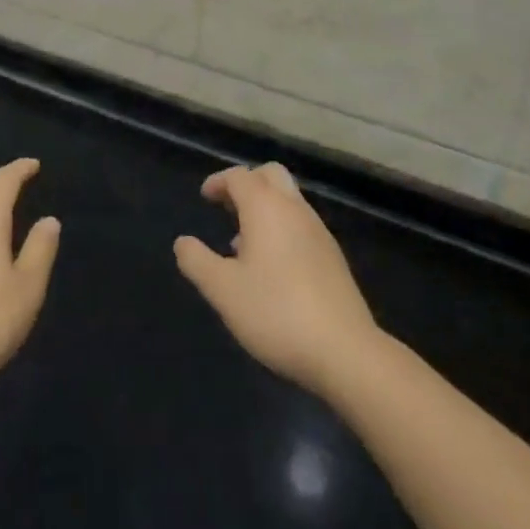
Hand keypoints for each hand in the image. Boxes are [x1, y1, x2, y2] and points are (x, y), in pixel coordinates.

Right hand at [174, 163, 380, 397]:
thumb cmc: (276, 312)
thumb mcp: (223, 290)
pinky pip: (301, 225)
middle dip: (247, 184)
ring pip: (289, 201)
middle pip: (271, 175)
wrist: (346, 352)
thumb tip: (183, 243)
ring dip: (265, 208)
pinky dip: (282, 228)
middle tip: (226, 207)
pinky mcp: (333, 258)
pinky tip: (271, 268)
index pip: (239, 176)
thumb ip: (197, 262)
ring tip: (242, 243)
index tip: (204, 197)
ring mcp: (319, 233)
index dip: (218, 182)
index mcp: (266, 208)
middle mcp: (295, 210)